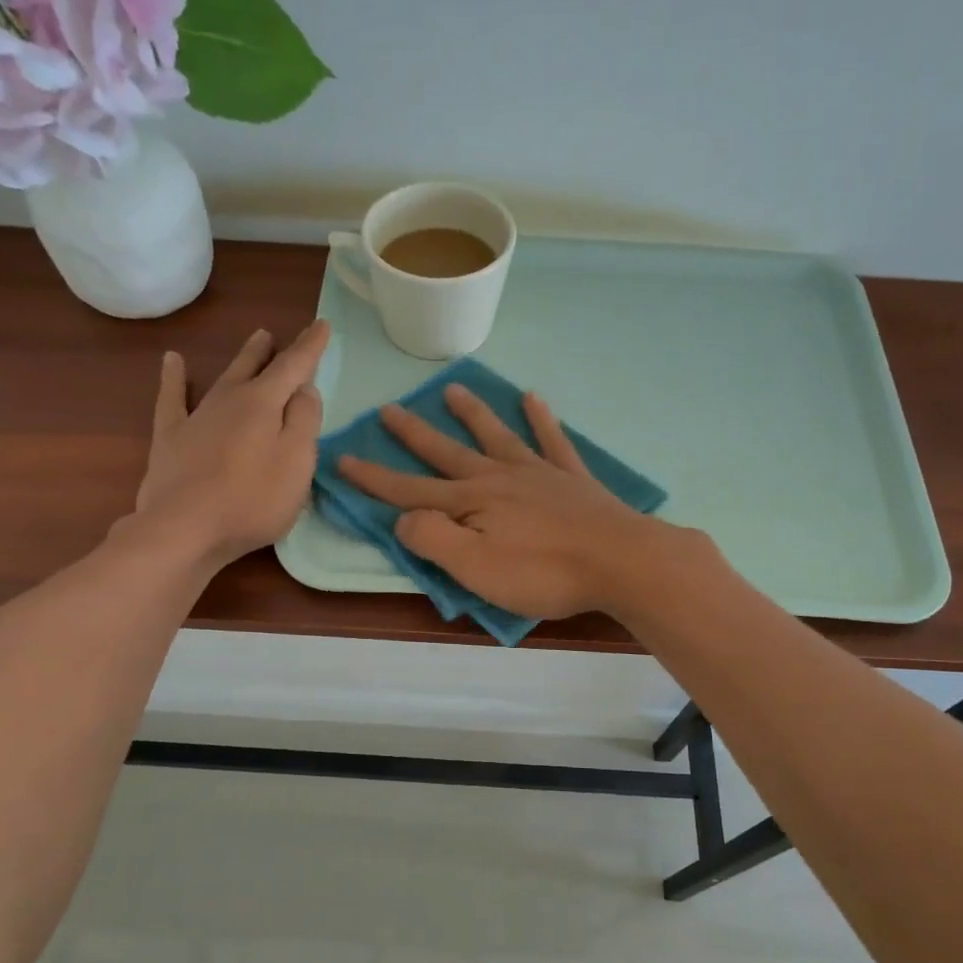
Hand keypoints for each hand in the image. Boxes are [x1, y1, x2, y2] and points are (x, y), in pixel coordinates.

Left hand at [130, 320, 330, 567]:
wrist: (184, 528)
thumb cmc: (252, 500)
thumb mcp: (296, 463)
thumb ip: (304, 422)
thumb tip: (304, 389)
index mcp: (263, 404)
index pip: (294, 367)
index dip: (310, 347)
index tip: (322, 324)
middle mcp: (229, 400)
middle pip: (256, 369)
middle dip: (271, 351)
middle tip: (277, 335)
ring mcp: (197, 417)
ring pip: (223, 378)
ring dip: (241, 360)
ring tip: (254, 340)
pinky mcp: (171, 438)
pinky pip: (172, 399)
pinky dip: (173, 378)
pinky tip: (172, 361)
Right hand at [337, 383, 679, 618]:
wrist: (620, 560)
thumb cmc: (542, 572)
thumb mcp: (473, 568)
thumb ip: (432, 539)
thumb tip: (402, 518)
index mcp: (469, 503)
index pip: (409, 490)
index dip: (374, 478)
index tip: (343, 457)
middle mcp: (498, 477)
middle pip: (447, 452)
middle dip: (414, 434)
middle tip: (389, 408)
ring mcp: (538, 473)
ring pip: (496, 436)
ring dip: (471, 414)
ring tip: (451, 389)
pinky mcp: (572, 479)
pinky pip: (552, 440)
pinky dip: (542, 419)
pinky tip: (533, 398)